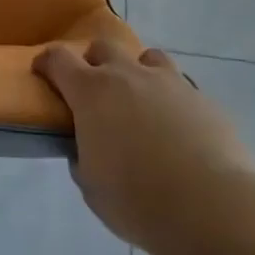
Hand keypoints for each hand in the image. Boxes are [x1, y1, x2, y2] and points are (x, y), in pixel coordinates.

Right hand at [34, 42, 252, 253]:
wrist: (210, 208)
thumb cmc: (137, 200)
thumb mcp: (92, 186)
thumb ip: (84, 158)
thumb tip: (89, 149)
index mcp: (91, 92)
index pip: (59, 59)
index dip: (47, 62)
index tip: (43, 72)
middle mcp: (128, 75)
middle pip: (103, 47)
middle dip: (94, 63)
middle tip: (96, 93)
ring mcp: (169, 82)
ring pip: (147, 57)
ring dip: (138, 72)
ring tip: (142, 102)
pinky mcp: (203, 98)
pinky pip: (181, 87)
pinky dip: (172, 100)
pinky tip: (178, 130)